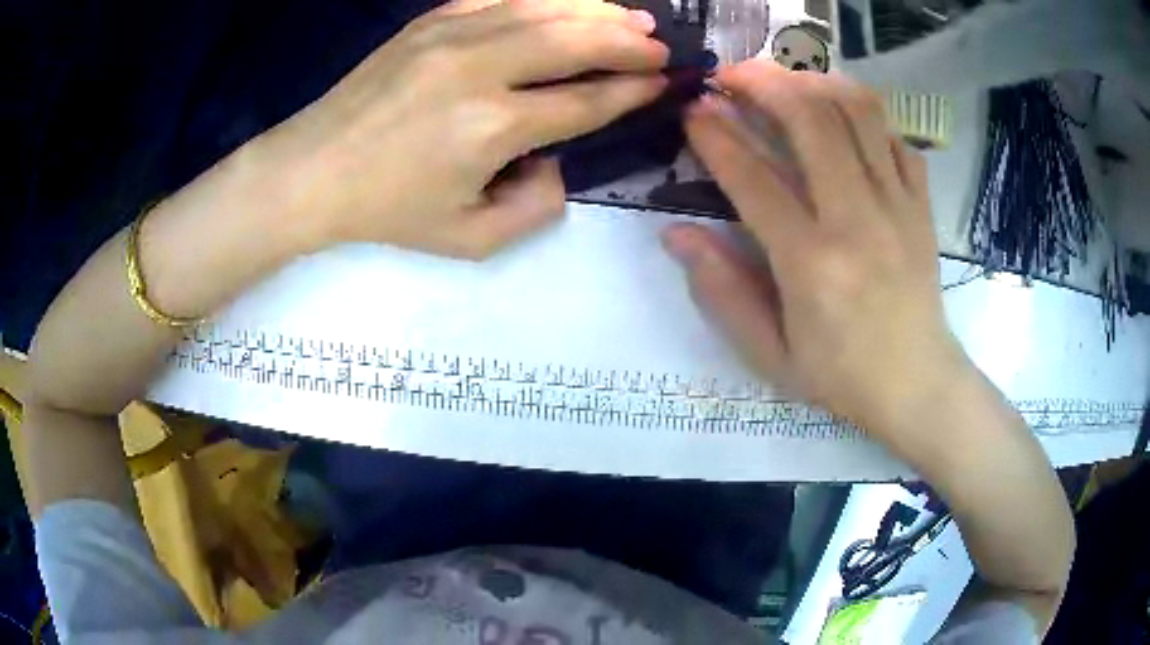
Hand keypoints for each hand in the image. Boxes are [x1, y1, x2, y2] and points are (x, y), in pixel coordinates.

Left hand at [261, 0, 667, 258]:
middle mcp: (479, 69)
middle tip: (660, 45)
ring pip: (543, 9)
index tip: (663, 83)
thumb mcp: (469, 240)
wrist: (314, 170)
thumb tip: (558, 161)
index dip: (632, 90)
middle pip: (575, 40)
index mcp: (493, 127)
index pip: (585, 99)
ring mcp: (452, 35)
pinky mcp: (430, 21)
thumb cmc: (388, 210)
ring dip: (596, 10)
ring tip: (633, 16)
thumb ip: (534, 210)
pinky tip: (568, 4)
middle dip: (628, 41)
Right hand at [663, 61, 970, 440]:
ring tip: (786, 79)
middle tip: (732, 74)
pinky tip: (842, 118)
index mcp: (811, 263)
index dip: (715, 136)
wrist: (917, 384)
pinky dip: (865, 115)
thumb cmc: (841, 376)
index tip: (693, 112)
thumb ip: (721, 290)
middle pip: (810, 120)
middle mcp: (856, 219)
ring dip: (815, 82)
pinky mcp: (920, 205)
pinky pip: (895, 137)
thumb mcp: (769, 353)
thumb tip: (675, 233)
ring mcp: (896, 205)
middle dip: (762, 82)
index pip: (753, 178)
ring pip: (858, 112)